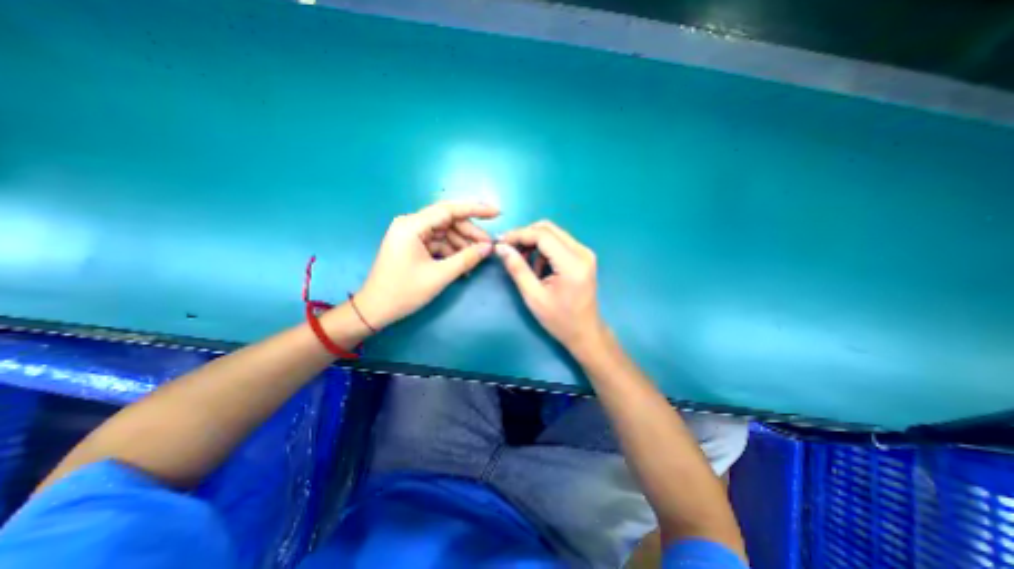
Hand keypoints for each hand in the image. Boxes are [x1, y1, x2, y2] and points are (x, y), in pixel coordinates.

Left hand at [356, 200, 497, 327]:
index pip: (449, 209)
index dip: (475, 209)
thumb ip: (466, 259)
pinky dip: (452, 252)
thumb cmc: (404, 292)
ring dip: (463, 244)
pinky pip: (439, 243)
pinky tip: (465, 264)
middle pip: (449, 221)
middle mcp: (411, 224)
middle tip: (489, 246)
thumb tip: (489, 248)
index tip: (497, 212)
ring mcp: (412, 235)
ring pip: (446, 233)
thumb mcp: (439, 276)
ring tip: (479, 258)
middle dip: (470, 233)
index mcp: (412, 225)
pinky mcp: (414, 246)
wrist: (375, 310)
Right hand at [495, 221, 603, 353]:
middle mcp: (582, 252)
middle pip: (548, 229)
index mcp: (572, 263)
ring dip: (534, 243)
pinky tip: (538, 268)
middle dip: (525, 236)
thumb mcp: (533, 296)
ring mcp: (585, 253)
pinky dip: (543, 250)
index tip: (500, 242)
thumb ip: (517, 269)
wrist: (585, 332)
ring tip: (523, 264)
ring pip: (553, 234)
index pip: (542, 235)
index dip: (519, 235)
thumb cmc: (560, 320)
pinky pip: (559, 243)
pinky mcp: (583, 257)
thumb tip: (501, 247)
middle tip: (509, 250)